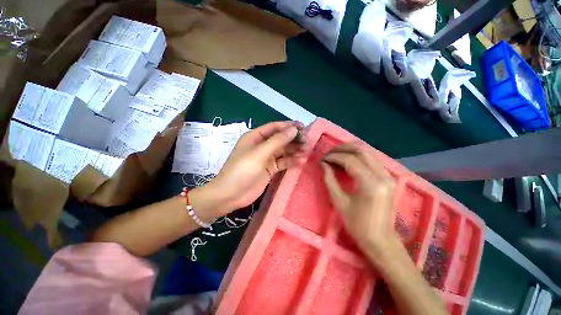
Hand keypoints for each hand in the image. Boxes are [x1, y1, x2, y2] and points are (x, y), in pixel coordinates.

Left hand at [205, 121, 306, 215]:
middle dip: (294, 139)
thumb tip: (294, 129)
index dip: (289, 126)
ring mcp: (267, 158)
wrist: (231, 195)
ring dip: (295, 150)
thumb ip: (277, 141)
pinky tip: (301, 161)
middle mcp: (262, 145)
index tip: (303, 128)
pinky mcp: (270, 169)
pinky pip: (283, 162)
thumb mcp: (259, 153)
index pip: (275, 127)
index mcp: (255, 137)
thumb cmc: (242, 170)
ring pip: (284, 151)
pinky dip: (292, 161)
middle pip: (281, 139)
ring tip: (307, 151)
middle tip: (308, 141)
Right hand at [321, 143, 397, 262]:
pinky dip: (359, 156)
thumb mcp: (339, 202)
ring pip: (368, 153)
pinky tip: (348, 160)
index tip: (323, 159)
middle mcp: (383, 176)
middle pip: (361, 151)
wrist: (381, 240)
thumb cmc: (358, 224)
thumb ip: (330, 179)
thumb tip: (323, 164)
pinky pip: (372, 160)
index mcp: (371, 184)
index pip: (350, 160)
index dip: (334, 157)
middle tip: (329, 153)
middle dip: (342, 149)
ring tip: (336, 154)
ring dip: (351, 150)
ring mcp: (388, 176)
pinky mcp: (388, 178)